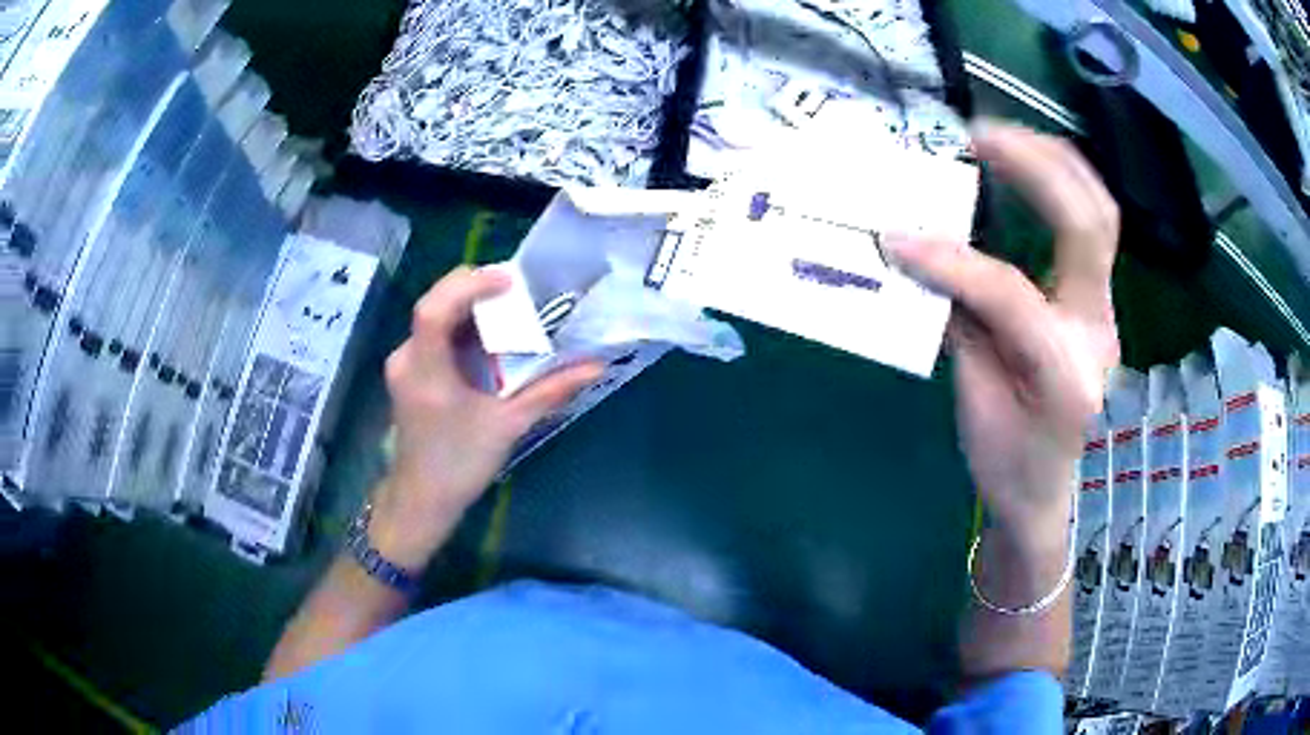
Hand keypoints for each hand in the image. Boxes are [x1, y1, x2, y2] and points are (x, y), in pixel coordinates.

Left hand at [371, 267, 602, 569]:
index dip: (469, 287)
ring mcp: (404, 363)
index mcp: (427, 372)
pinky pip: (434, 332)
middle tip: (516, 289)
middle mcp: (407, 358)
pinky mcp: (409, 370)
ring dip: (470, 305)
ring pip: (435, 314)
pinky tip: (489, 336)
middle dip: (474, 288)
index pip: (434, 310)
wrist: (421, 498)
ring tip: (509, 307)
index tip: (508, 280)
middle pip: (434, 303)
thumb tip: (595, 366)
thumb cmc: (460, 465)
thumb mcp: (507, 427)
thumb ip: (549, 392)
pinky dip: (462, 326)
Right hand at [887, 122, 1120, 545]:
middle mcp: (1097, 332)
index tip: (896, 237)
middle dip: (1034, 167)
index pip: (1012, 295)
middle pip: (1089, 226)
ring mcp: (1106, 311)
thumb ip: (960, 323)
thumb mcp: (974, 404)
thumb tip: (925, 257)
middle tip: (978, 137)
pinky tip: (1027, 168)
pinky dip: (1061, 184)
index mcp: (1063, 373)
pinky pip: (1091, 225)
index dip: (952, 261)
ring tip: (1002, 138)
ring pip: (1101, 213)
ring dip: (1053, 163)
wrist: (1048, 493)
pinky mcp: (1100, 300)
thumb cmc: (1008, 464)